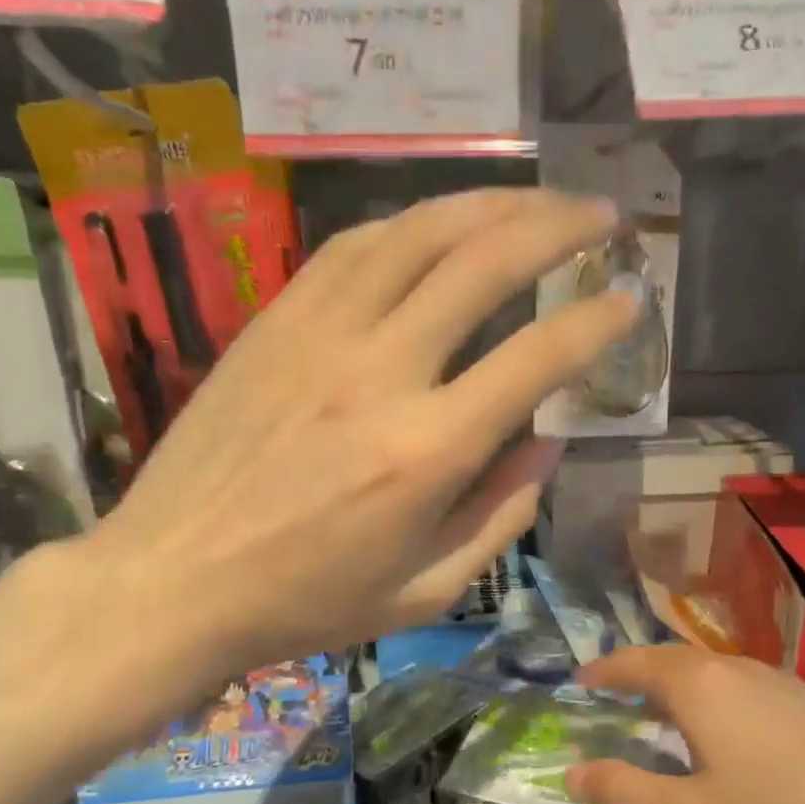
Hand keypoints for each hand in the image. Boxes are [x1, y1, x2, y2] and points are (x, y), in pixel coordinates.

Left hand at [77, 188, 627, 697]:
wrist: (174, 580)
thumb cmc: (306, 602)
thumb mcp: (424, 591)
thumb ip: (500, 516)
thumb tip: (547, 444)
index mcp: (427, 452)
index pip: (537, 357)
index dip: (598, 322)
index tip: (630, 301)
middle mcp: (380, 372)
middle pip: (484, 263)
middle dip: (558, 227)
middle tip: (600, 215)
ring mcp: (319, 334)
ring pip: (418, 233)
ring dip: (489, 204)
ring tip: (535, 200)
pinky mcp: (274, 321)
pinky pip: (353, 247)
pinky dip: (410, 223)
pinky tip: (439, 224)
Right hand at [566, 646, 804, 803]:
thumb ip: (626, 791)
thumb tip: (572, 772)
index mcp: (696, 685)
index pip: (633, 663)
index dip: (602, 671)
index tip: (579, 680)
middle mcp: (731, 667)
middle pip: (669, 658)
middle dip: (635, 673)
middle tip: (612, 695)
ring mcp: (774, 678)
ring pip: (707, 668)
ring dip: (673, 682)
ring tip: (659, 711)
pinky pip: (737, 683)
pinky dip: (708, 694)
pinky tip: (722, 728)